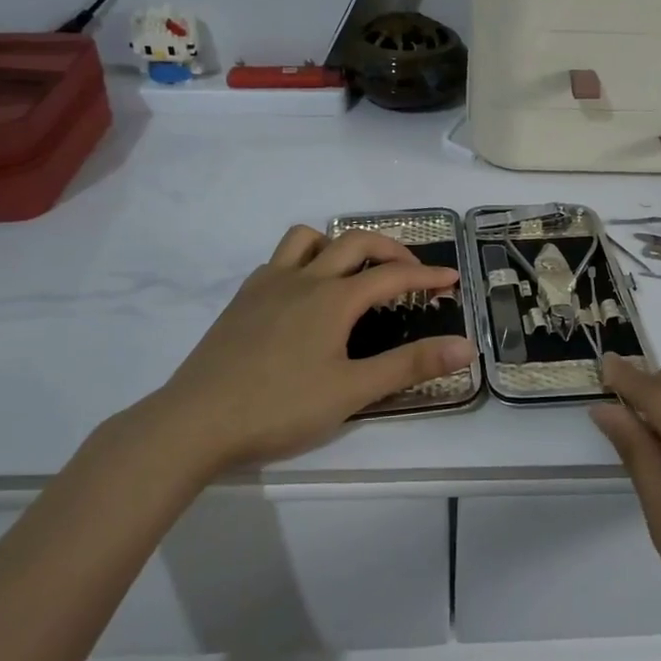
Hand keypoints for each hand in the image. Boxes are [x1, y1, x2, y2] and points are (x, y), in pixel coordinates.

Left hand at [137, 225, 474, 476]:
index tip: (452, 281)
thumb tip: (466, 347)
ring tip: (354, 273)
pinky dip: (305, 262)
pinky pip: (280, 260)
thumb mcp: (352, 391)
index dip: (427, 276)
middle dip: (391, 250)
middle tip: (411, 273)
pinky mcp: (242, 299)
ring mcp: (268, 284)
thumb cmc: (279, 407)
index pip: (392, 275)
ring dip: (340, 244)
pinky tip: (304, 296)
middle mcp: (303, 278)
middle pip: (355, 242)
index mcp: (333, 298)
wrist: (194, 421)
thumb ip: (411, 366)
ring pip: (308, 239)